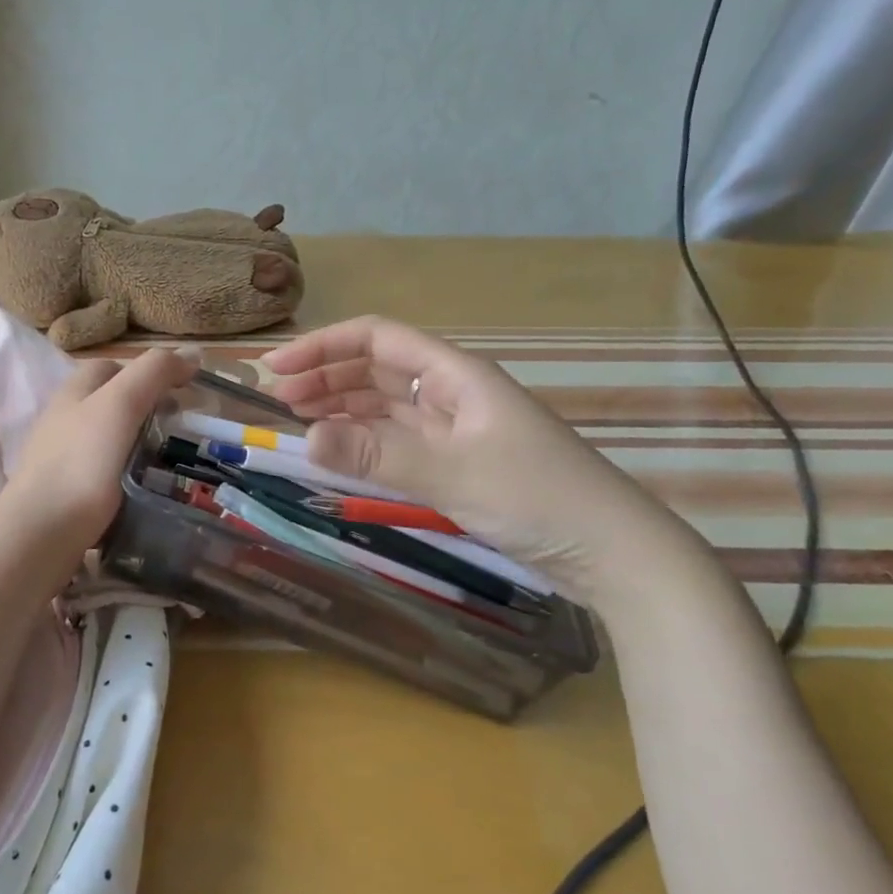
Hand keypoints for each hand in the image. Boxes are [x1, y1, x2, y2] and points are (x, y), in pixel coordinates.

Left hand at [0, 349, 196, 561]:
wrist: (41, 534)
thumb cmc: (82, 463)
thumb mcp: (121, 404)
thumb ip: (154, 373)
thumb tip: (192, 353)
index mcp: (74, 392)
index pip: (112, 367)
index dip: (149, 372)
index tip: (184, 393)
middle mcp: (63, 420)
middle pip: (109, 404)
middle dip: (145, 411)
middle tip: (180, 431)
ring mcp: (61, 459)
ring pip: (107, 441)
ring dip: (137, 446)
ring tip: (169, 463)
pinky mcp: (65, 495)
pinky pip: (103, 476)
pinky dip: (126, 478)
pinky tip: (142, 492)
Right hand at [263, 317, 724, 609]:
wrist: (615, 554)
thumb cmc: (539, 498)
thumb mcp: (453, 474)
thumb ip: (376, 455)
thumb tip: (305, 438)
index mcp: (457, 375)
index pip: (378, 339)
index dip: (324, 346)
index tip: (277, 368)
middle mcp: (452, 394)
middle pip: (377, 369)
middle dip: (326, 377)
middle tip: (278, 402)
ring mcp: (455, 430)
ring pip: (384, 406)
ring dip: (341, 408)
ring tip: (298, 423)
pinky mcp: (458, 464)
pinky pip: (397, 442)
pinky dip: (364, 443)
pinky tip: (339, 453)